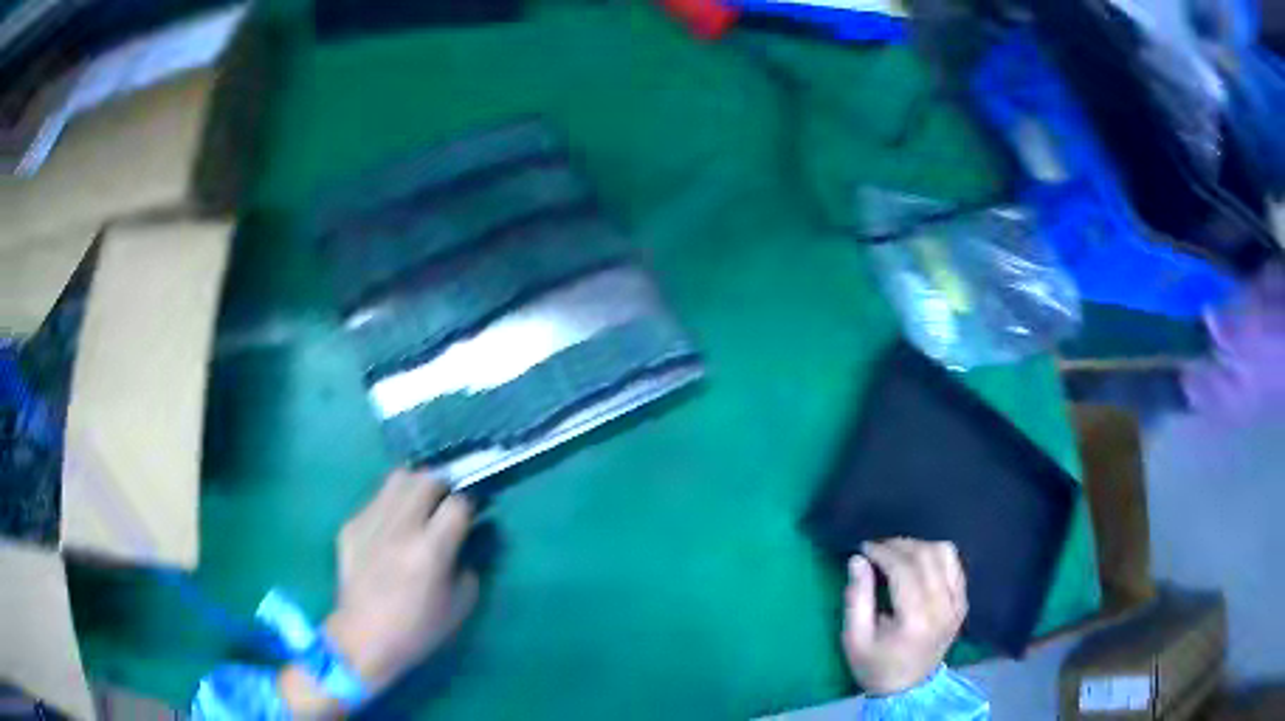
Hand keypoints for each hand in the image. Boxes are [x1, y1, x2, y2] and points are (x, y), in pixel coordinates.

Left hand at [282, 469, 476, 715]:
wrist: (363, 638)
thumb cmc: (418, 629)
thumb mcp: (460, 604)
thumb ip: (469, 565)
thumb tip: (467, 540)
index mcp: (430, 550)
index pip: (458, 504)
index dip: (469, 504)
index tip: (471, 513)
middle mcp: (400, 528)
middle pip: (426, 479)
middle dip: (442, 486)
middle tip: (445, 502)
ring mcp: (370, 523)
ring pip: (397, 479)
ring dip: (415, 487)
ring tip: (418, 505)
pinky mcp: (350, 526)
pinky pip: (375, 501)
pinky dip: (390, 506)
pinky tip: (391, 529)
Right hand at [842, 539, 967, 695]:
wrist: (908, 689)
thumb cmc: (876, 666)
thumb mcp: (855, 638)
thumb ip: (856, 597)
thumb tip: (858, 559)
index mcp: (915, 619)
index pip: (904, 569)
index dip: (883, 552)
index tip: (864, 547)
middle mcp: (943, 606)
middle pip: (926, 556)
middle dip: (899, 545)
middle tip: (877, 548)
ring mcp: (957, 603)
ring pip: (945, 553)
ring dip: (919, 546)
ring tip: (897, 553)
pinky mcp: (963, 602)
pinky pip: (955, 564)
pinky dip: (936, 556)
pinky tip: (918, 562)